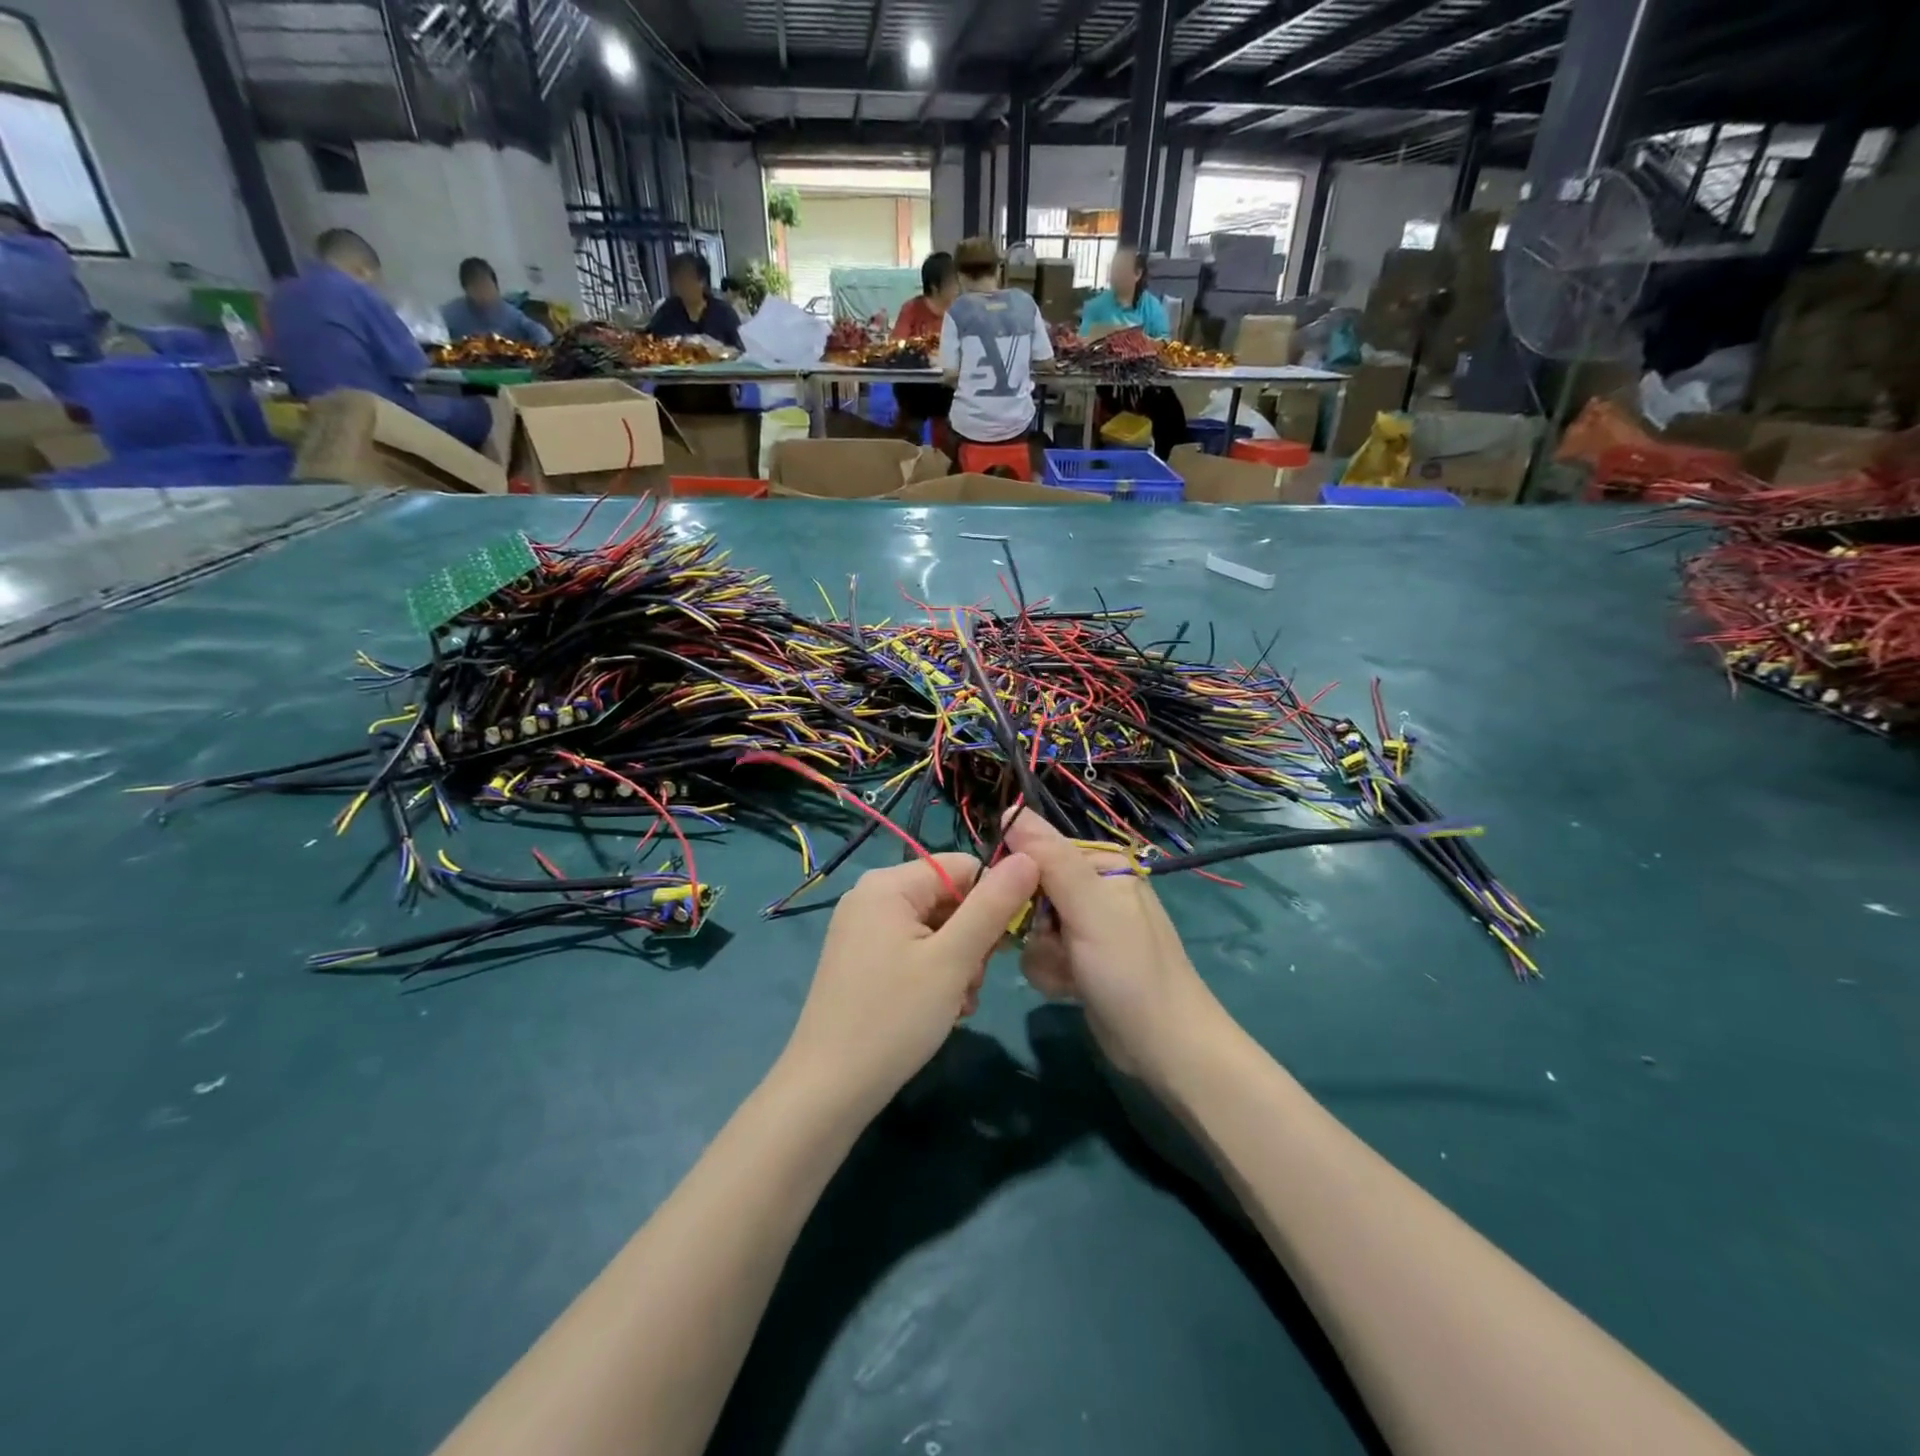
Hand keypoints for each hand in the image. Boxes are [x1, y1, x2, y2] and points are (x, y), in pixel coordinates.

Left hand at [780, 852, 1040, 1117]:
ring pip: (936, 929)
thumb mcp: (953, 959)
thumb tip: (1029, 856)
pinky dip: (935, 975)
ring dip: (958, 964)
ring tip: (957, 1003)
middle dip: (972, 940)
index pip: (963, 867)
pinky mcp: (862, 960)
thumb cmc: (894, 1017)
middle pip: (948, 899)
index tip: (1004, 946)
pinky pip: (914, 950)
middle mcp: (871, 897)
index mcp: (888, 884)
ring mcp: (863, 930)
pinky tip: (941, 1009)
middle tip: (971, 984)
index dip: (992, 901)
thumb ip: (993, 905)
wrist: (828, 1090)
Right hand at [1003, 811, 1223, 1082]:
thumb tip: (1010, 810)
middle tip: (1053, 944)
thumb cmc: (1129, 970)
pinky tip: (1069, 988)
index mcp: (1102, 864)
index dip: (1021, 878)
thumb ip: (1051, 859)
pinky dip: (1049, 972)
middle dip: (1033, 924)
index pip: (1039, 851)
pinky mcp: (1080, 960)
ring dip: (1041, 954)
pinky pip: (1042, 954)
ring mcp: (1087, 926)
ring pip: (1031, 927)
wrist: (1164, 1047)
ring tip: (1068, 972)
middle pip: (1031, 891)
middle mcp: (1094, 888)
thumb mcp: (1089, 907)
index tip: (1016, 905)